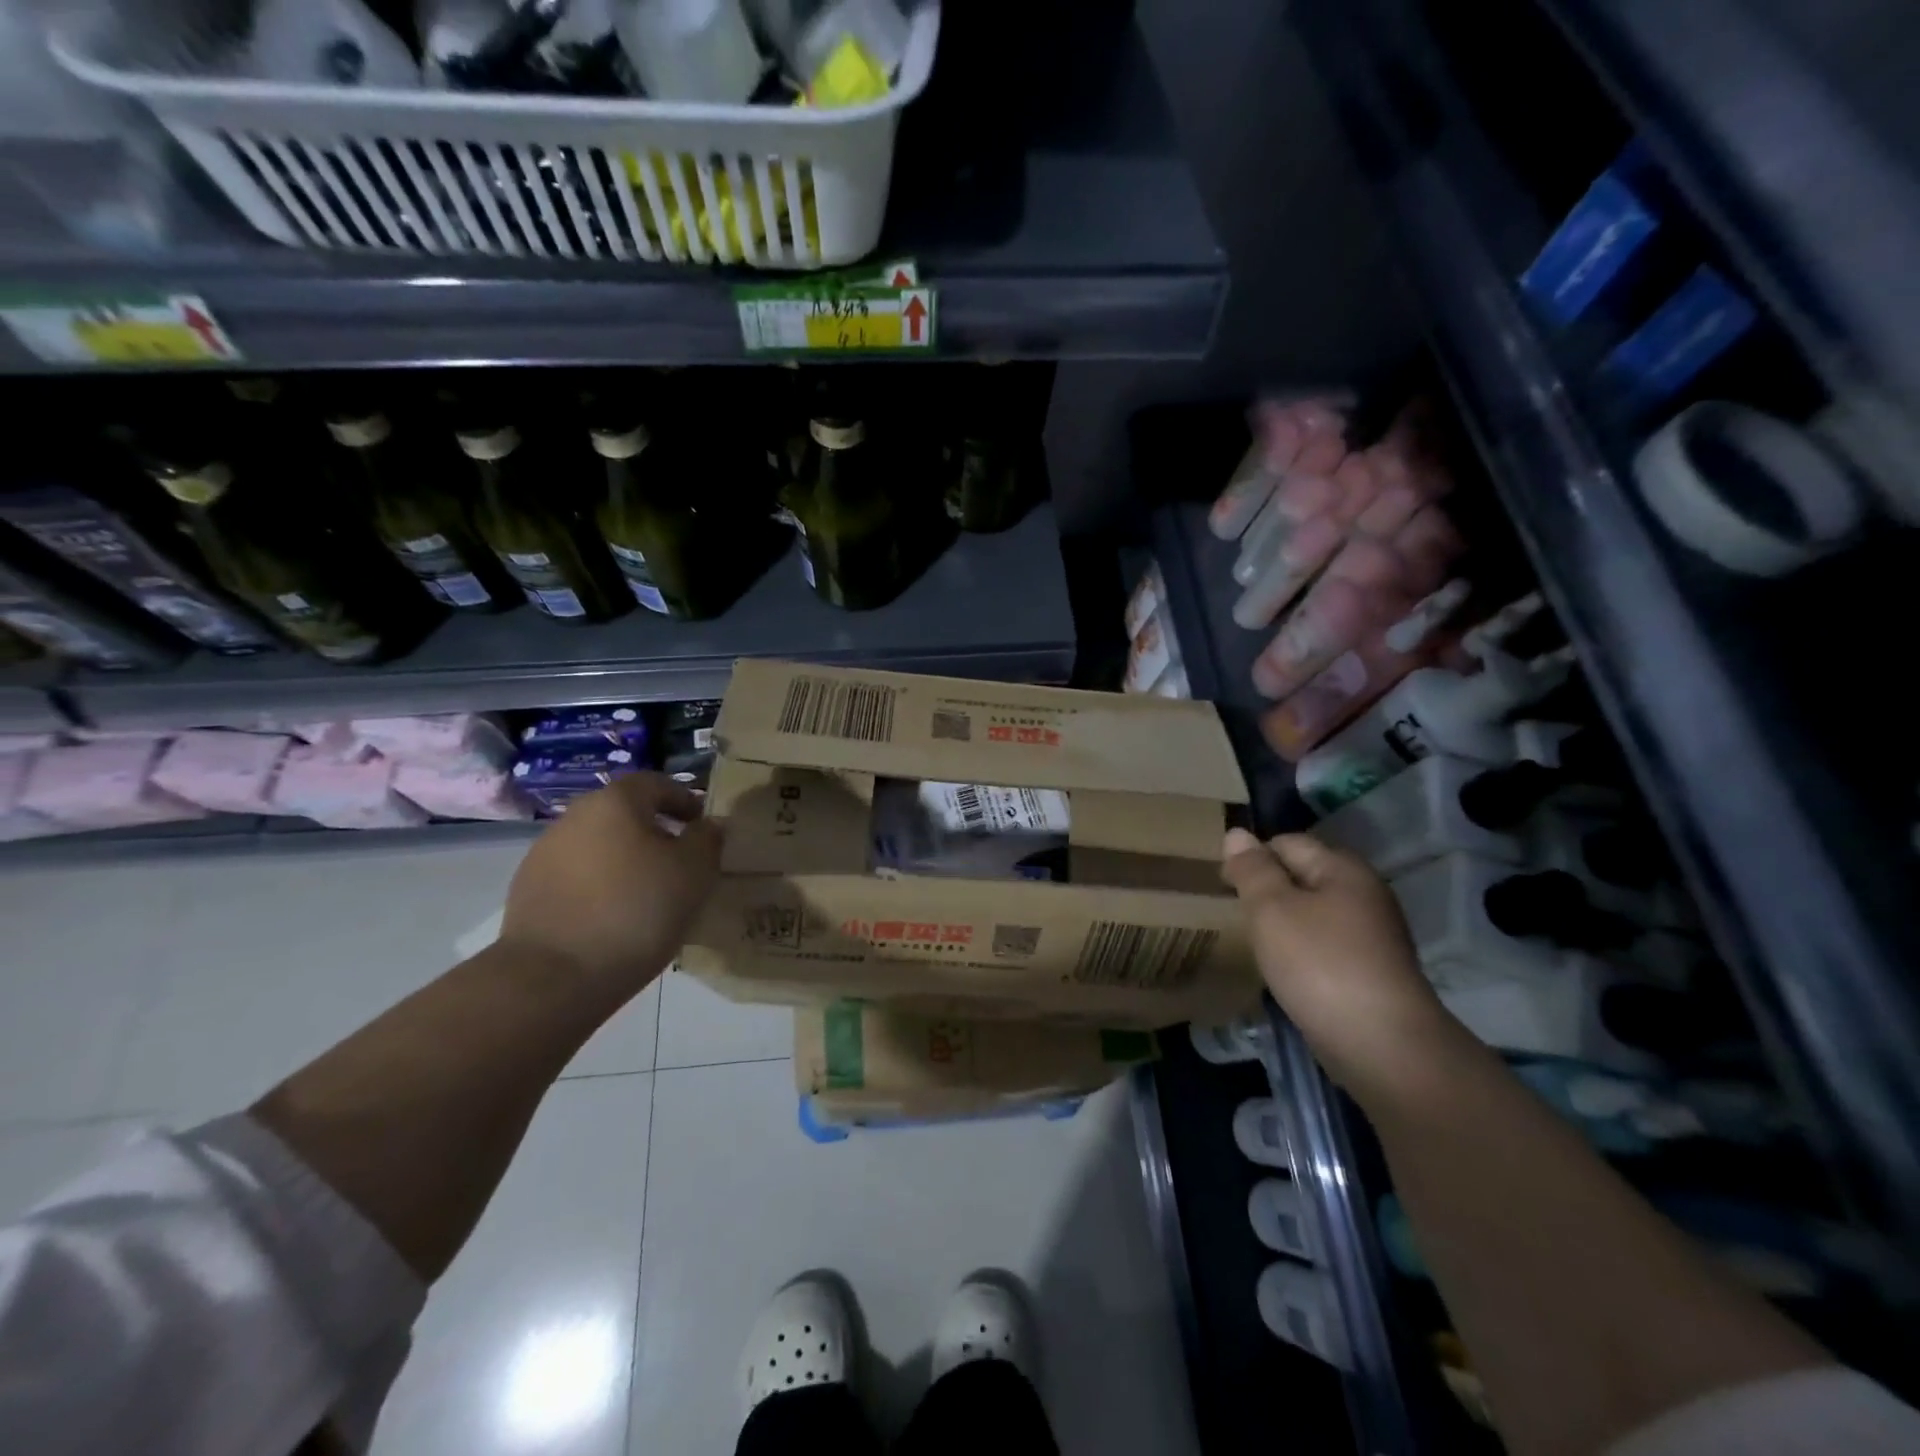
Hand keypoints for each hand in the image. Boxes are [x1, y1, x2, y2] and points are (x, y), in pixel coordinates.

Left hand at [500, 773, 721, 998]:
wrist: (554, 976)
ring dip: (624, 859)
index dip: (683, 800)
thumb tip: (708, 825)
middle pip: (623, 813)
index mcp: (615, 802)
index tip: (701, 825)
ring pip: (598, 845)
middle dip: (654, 830)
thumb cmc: (637, 910)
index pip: (655, 783)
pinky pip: (577, 876)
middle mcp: (574, 817)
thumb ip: (707, 839)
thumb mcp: (694, 872)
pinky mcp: (528, 891)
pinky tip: (614, 916)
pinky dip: (599, 885)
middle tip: (679, 861)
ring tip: (648, 893)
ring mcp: (544, 854)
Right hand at [1221, 828, 1465, 1099]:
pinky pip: (1326, 945)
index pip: (1286, 843)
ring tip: (1255, 942)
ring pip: (1314, 913)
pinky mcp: (1372, 971)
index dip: (1252, 858)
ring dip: (1284, 922)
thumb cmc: (1319, 964)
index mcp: (1343, 868)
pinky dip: (1302, 951)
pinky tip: (1285, 970)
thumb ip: (1252, 869)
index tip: (1223, 887)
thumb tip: (1237, 833)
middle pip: (1303, 876)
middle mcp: (1364, 893)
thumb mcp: (1272, 909)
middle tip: (1235, 914)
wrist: (1381, 1045)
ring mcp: (1373, 934)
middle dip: (1268, 890)